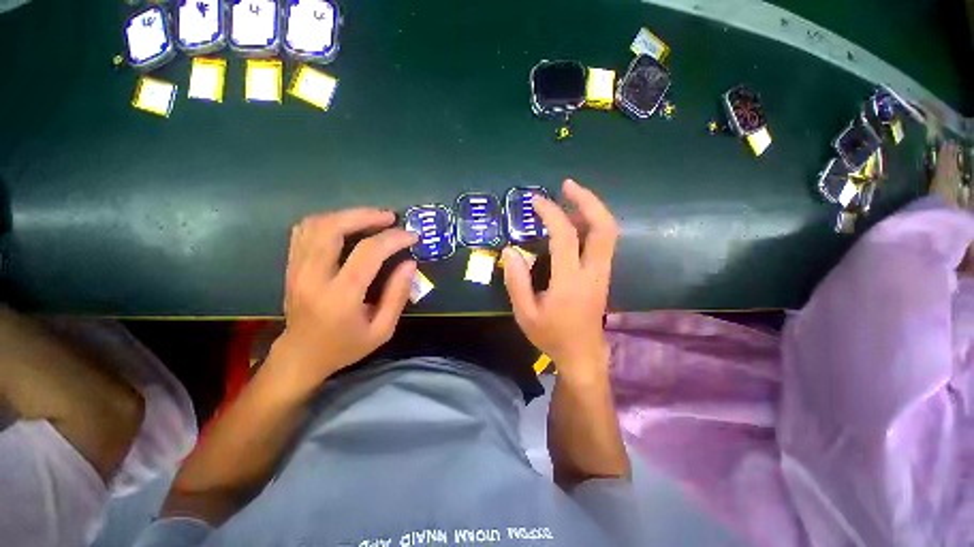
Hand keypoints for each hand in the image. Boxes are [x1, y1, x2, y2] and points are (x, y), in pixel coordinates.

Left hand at [271, 208, 416, 392]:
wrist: (301, 356)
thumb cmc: (346, 346)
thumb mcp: (382, 330)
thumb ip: (398, 295)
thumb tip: (410, 263)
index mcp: (340, 297)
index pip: (368, 253)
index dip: (393, 238)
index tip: (411, 236)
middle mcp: (313, 277)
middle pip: (333, 228)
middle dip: (365, 216)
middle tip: (389, 217)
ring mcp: (296, 269)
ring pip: (316, 225)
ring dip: (347, 215)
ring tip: (372, 218)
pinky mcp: (291, 266)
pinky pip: (304, 231)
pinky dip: (328, 221)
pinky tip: (347, 225)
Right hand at [502, 179, 617, 379]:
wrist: (582, 355)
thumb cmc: (551, 336)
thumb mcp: (525, 314)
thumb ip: (516, 281)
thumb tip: (510, 250)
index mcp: (570, 281)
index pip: (565, 236)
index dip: (551, 213)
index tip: (535, 201)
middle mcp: (593, 272)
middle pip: (603, 227)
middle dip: (587, 200)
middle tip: (567, 185)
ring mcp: (603, 272)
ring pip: (608, 232)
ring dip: (592, 209)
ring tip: (570, 197)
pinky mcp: (603, 275)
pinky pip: (603, 242)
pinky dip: (592, 224)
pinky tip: (575, 221)